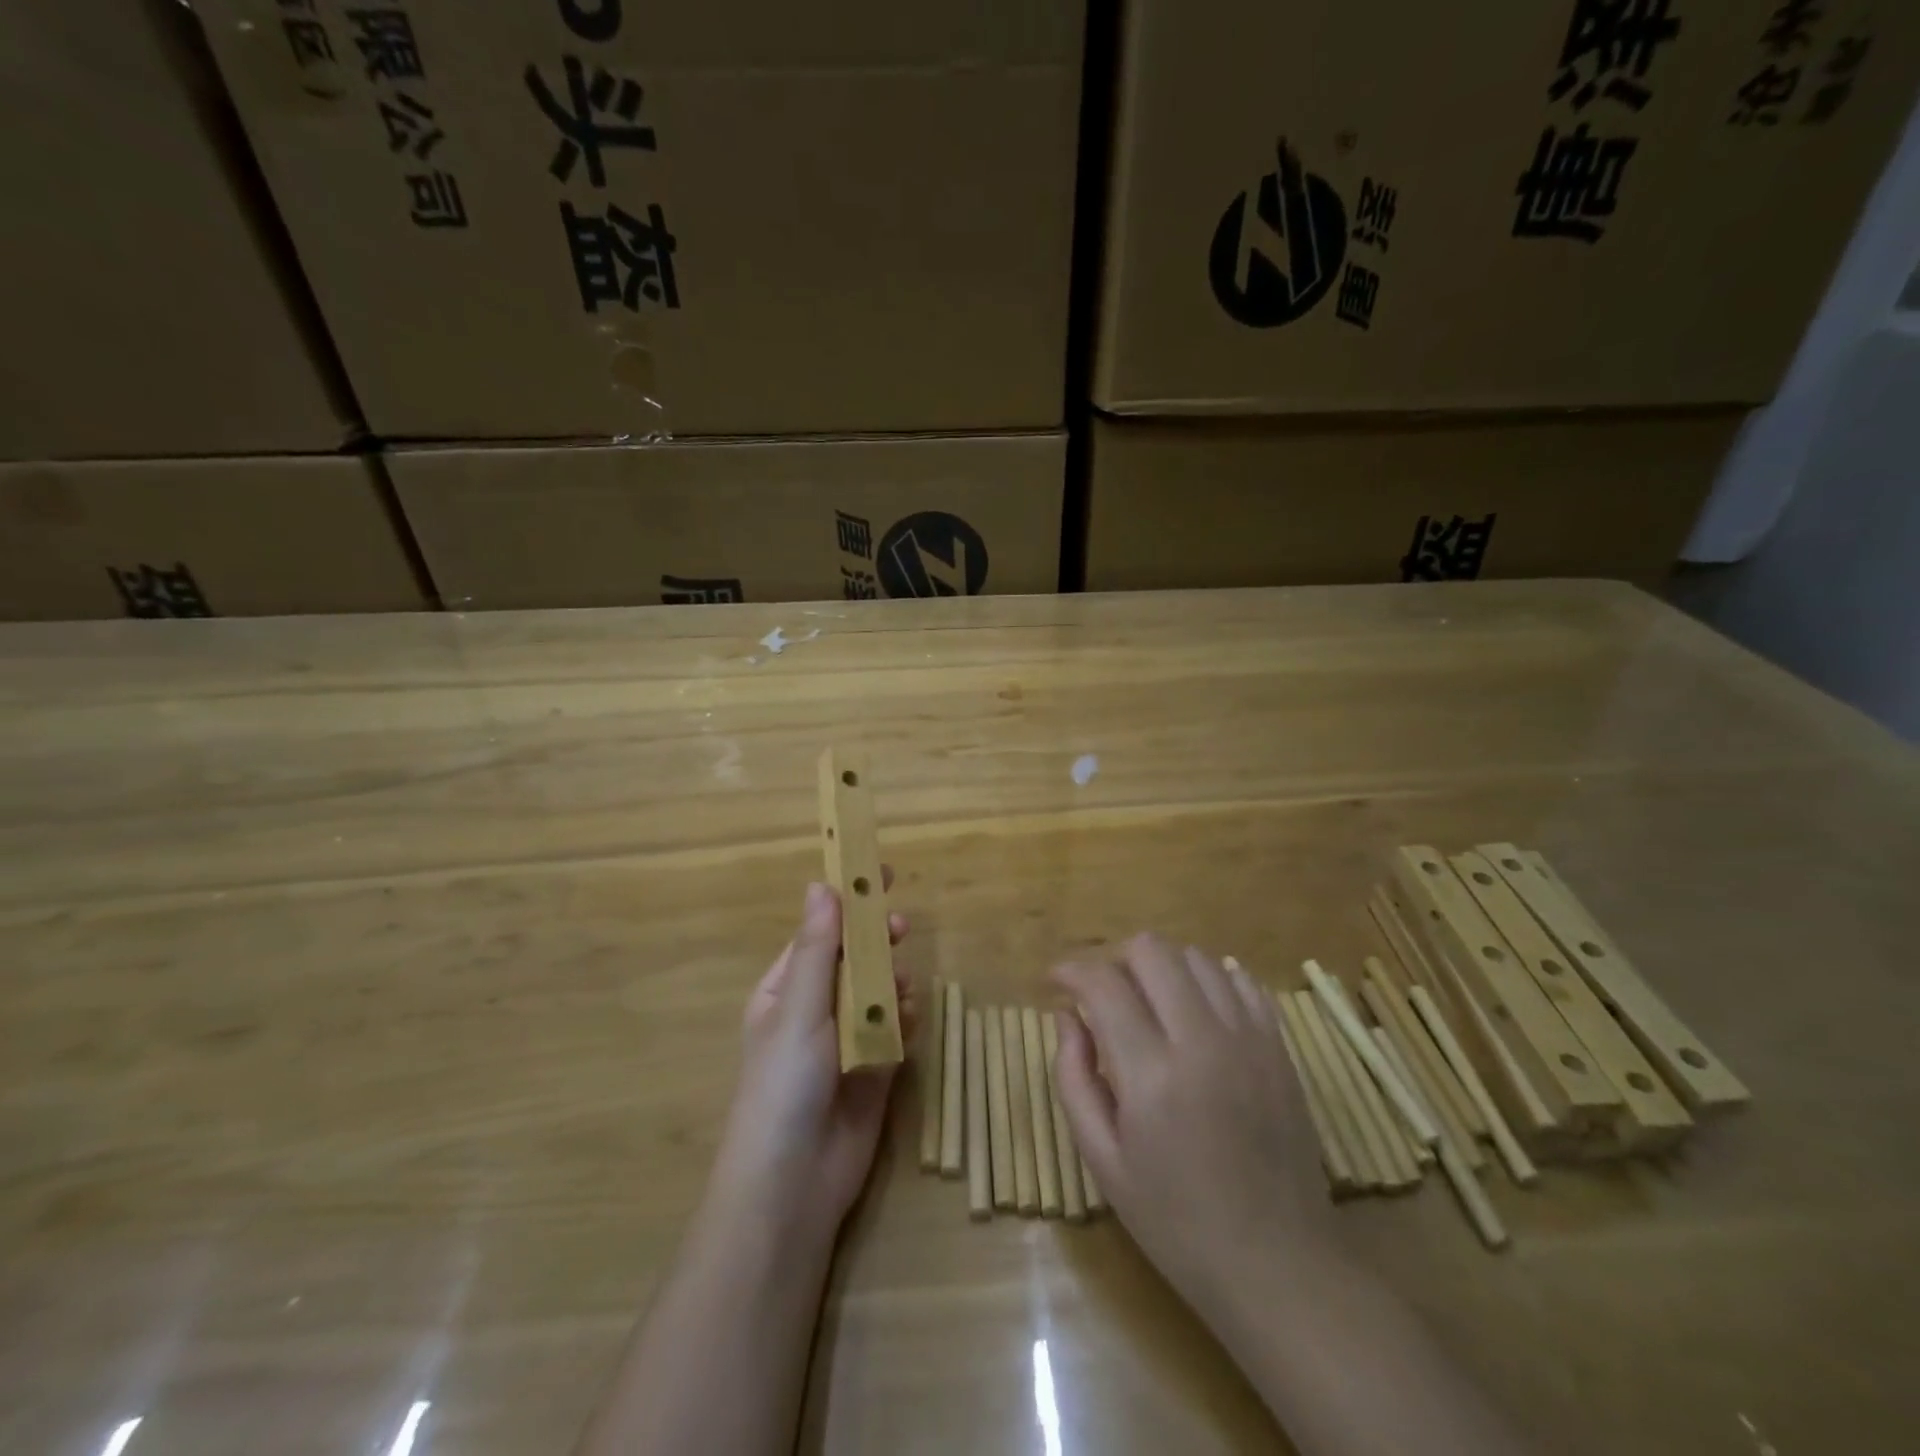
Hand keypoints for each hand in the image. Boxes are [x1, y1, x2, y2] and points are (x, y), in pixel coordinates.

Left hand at [708, 877, 913, 1242]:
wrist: (794, 1184)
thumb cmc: (784, 1085)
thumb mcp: (798, 1010)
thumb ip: (816, 950)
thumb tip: (820, 884)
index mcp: (785, 990)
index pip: (820, 932)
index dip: (847, 903)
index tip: (878, 874)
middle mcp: (816, 1009)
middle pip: (853, 959)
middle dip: (876, 942)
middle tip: (900, 928)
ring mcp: (846, 1039)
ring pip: (879, 991)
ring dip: (893, 981)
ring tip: (904, 989)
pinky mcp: (874, 1067)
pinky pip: (895, 1027)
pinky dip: (905, 1017)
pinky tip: (910, 1020)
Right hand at [1051, 935, 1329, 1319]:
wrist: (1279, 1265)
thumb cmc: (1175, 1222)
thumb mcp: (1103, 1161)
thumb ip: (1074, 1078)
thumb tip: (1067, 1015)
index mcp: (1152, 1075)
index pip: (1103, 984)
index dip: (1070, 970)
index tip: (1055, 981)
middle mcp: (1202, 1040)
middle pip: (1151, 950)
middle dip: (1114, 959)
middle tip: (1103, 995)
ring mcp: (1249, 1039)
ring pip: (1196, 957)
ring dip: (1161, 969)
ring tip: (1149, 1004)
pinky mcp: (1279, 1046)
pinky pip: (1240, 980)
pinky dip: (1209, 980)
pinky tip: (1195, 1011)